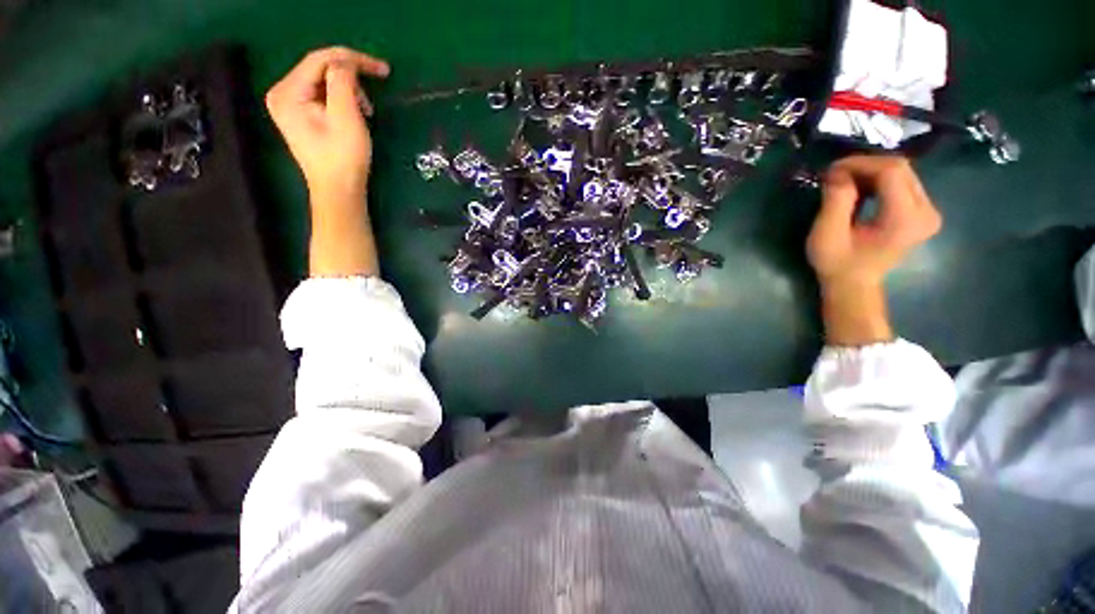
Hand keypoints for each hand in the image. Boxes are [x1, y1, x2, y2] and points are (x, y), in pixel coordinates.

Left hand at [265, 47, 389, 205]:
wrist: (338, 191)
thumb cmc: (343, 159)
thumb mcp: (346, 117)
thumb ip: (343, 82)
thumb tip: (347, 63)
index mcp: (288, 92)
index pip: (320, 59)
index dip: (351, 59)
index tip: (381, 68)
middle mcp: (282, 93)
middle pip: (320, 69)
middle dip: (351, 78)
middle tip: (373, 98)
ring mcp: (290, 105)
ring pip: (323, 82)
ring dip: (349, 91)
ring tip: (366, 112)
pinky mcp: (301, 115)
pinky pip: (323, 95)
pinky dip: (342, 100)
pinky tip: (355, 114)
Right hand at [806, 156, 941, 345]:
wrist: (854, 284)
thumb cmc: (837, 263)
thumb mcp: (827, 234)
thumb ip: (836, 201)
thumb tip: (837, 171)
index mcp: (905, 220)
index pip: (892, 172)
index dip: (861, 164)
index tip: (832, 169)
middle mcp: (927, 212)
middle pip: (901, 169)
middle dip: (866, 165)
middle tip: (836, 173)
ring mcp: (929, 211)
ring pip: (903, 173)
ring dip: (872, 171)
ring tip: (845, 181)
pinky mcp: (924, 212)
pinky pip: (904, 182)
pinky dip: (880, 179)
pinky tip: (861, 188)